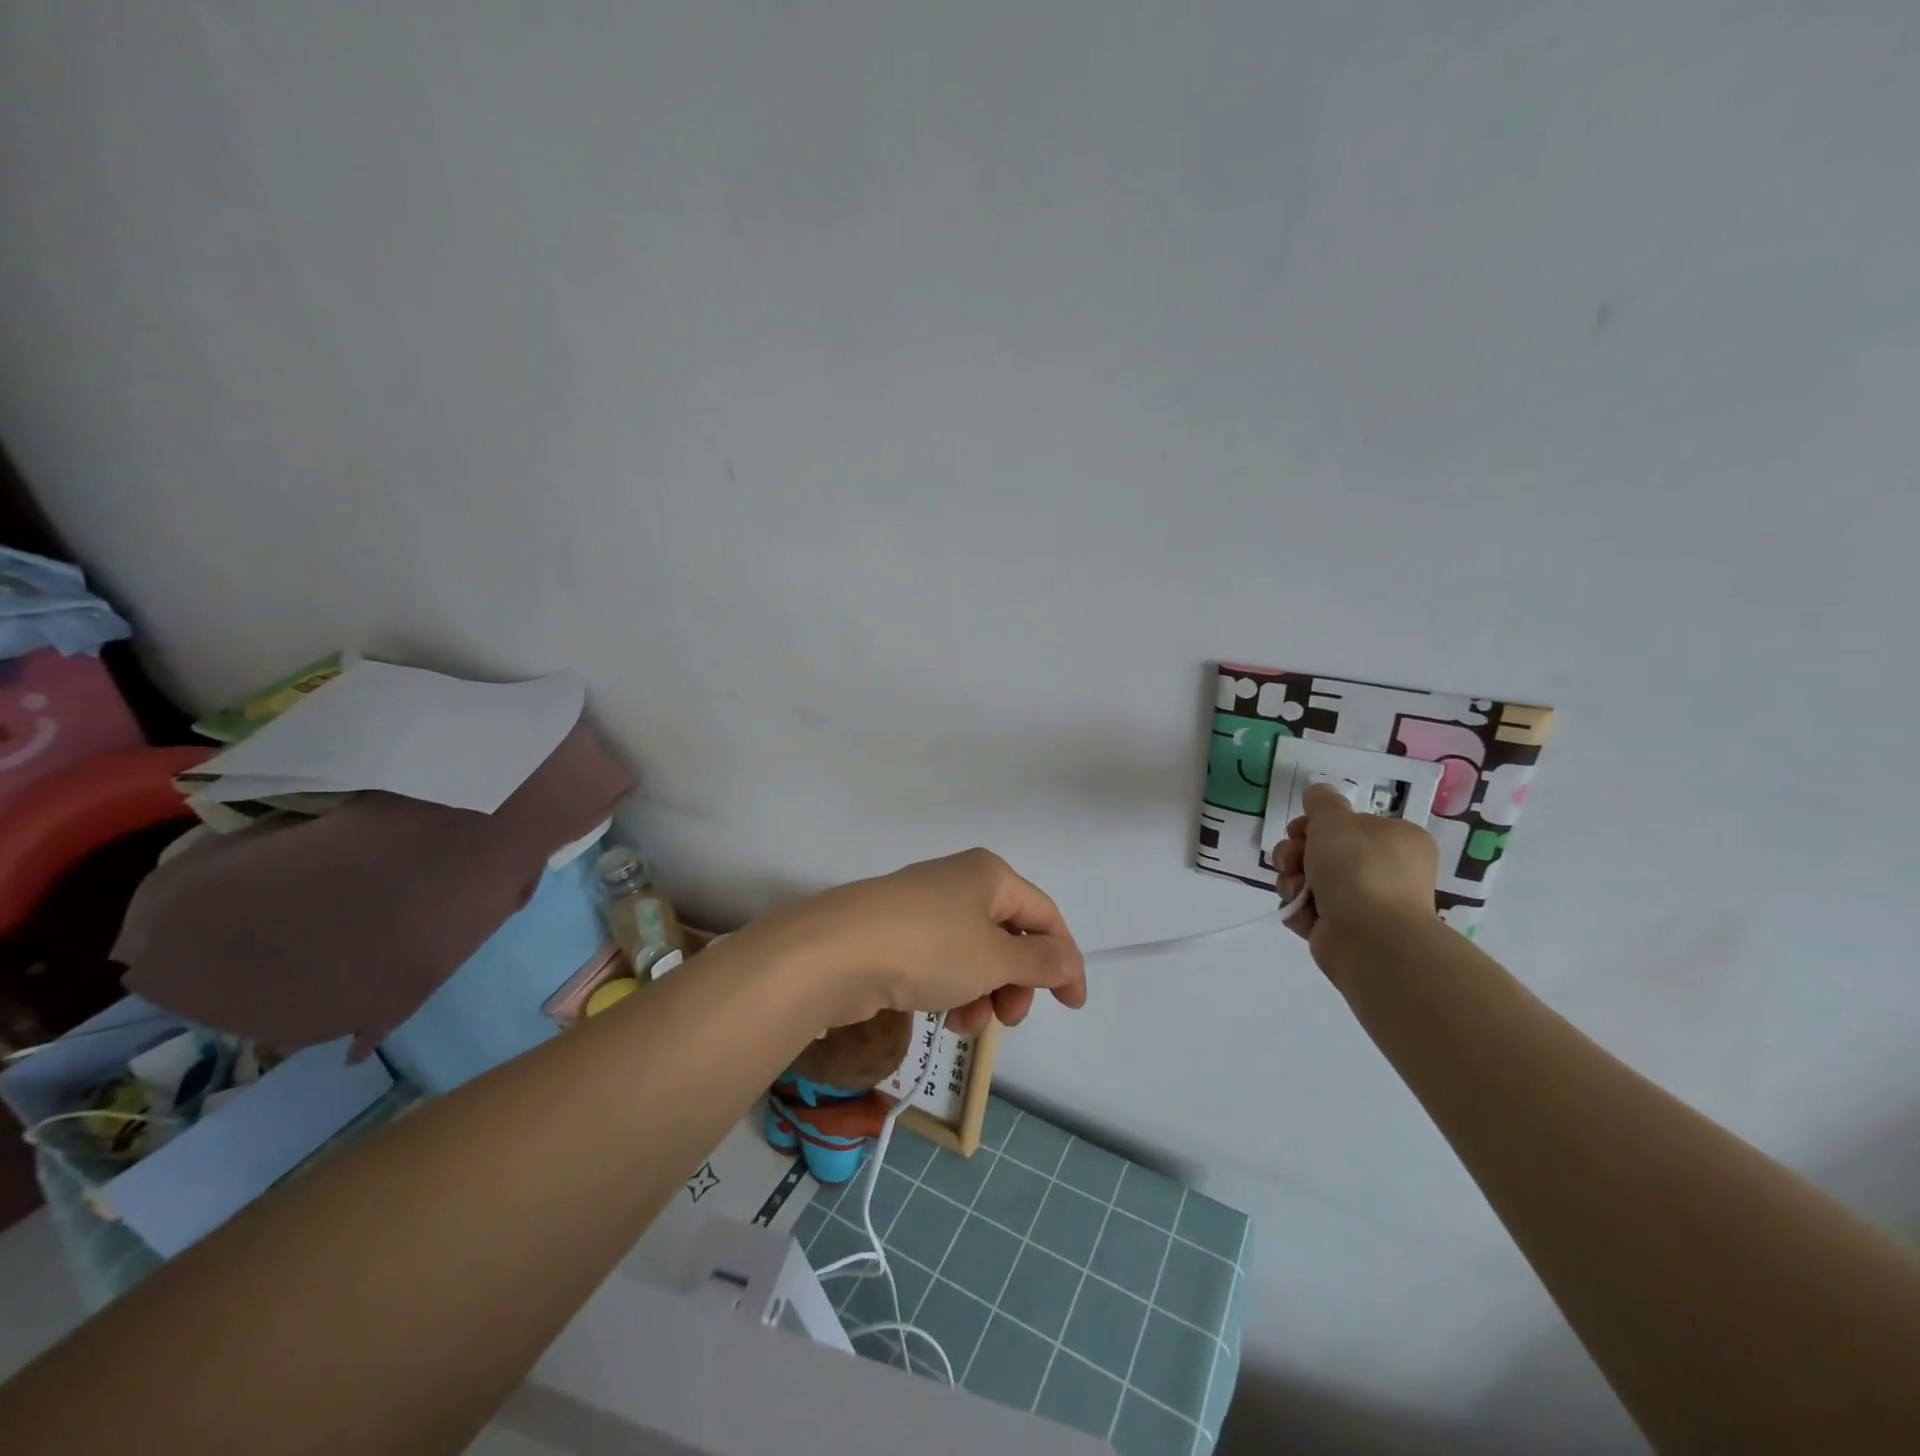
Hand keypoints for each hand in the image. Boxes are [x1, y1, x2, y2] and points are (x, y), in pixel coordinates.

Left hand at [753, 849, 1087, 1035]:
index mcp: (990, 875)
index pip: (1044, 915)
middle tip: (1008, 1018)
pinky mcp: (896, 932)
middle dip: (1016, 982)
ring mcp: (924, 907)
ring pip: (974, 955)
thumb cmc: (929, 948)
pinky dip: (951, 988)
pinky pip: (941, 961)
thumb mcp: (995, 959)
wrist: (835, 953)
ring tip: (967, 1022)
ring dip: (983, 993)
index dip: (1064, 960)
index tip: (1071, 1005)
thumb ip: (1039, 962)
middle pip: (1008, 936)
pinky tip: (942, 1014)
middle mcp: (959, 883)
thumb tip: (1067, 959)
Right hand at [1277, 783, 1439, 975]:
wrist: (1370, 938)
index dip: (1315, 825)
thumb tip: (1319, 792)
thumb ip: (1322, 801)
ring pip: (1311, 880)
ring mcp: (1367, 903)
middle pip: (1323, 852)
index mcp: (1397, 840)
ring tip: (1297, 891)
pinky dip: (1300, 910)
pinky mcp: (1347, 930)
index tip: (1299, 830)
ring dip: (1293, 882)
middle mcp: (1387, 870)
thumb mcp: (1335, 820)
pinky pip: (1310, 910)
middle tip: (1291, 861)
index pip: (1347, 824)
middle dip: (1296, 855)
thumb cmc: (1358, 869)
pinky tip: (1302, 913)